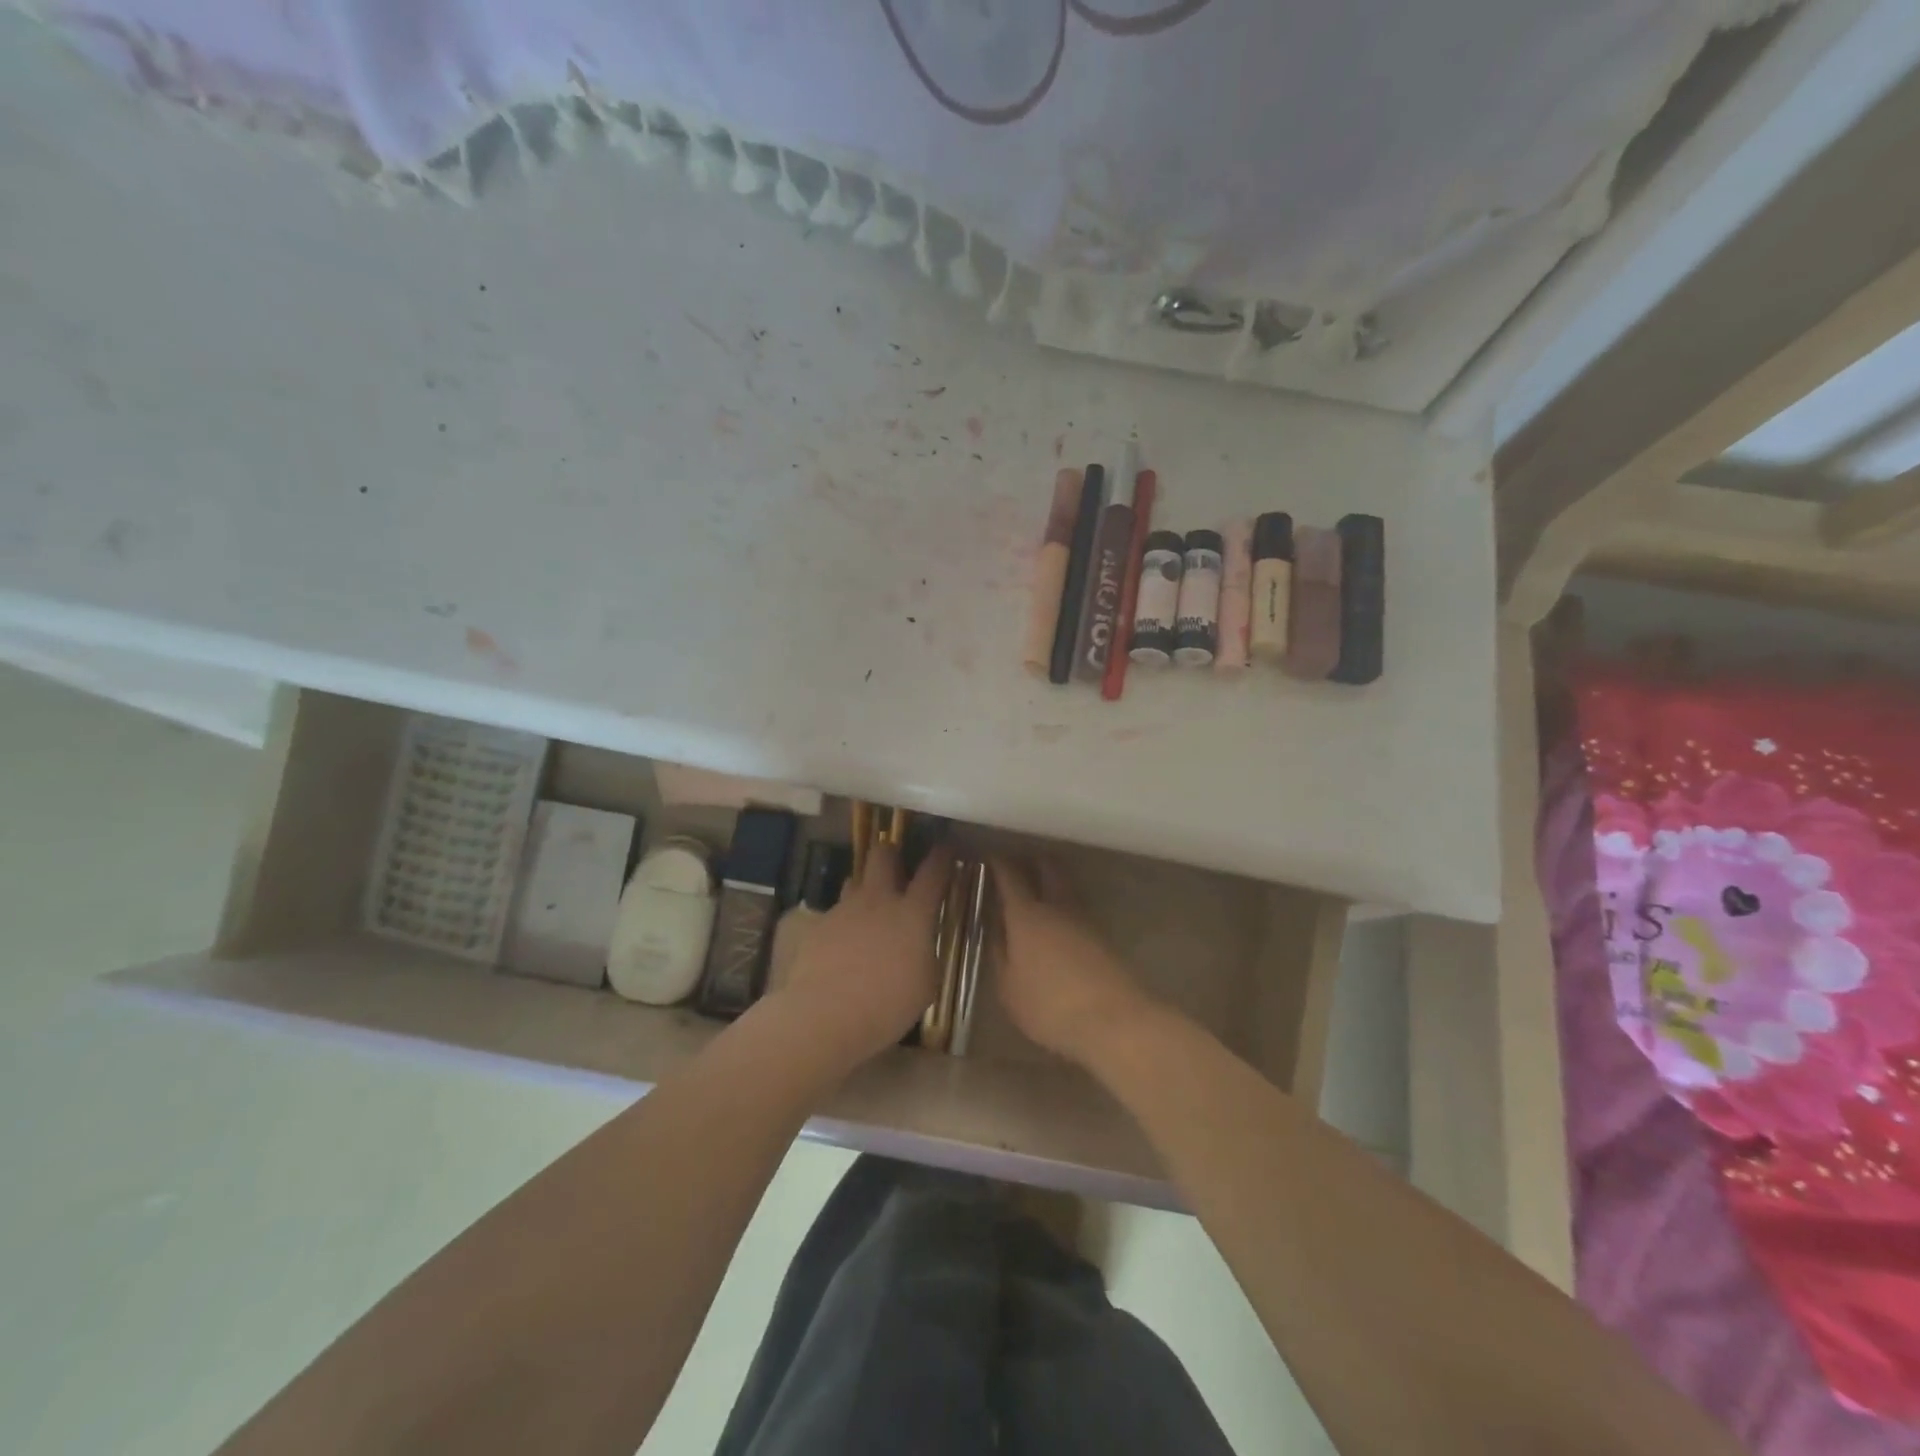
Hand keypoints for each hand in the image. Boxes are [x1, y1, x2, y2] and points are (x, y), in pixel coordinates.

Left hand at [777, 840, 952, 1069]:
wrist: (824, 1014)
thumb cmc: (887, 1004)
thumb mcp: (925, 983)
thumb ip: (925, 953)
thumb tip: (920, 943)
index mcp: (912, 913)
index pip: (933, 872)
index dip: (942, 856)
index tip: (946, 848)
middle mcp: (878, 900)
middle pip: (883, 855)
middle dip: (892, 853)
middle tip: (898, 868)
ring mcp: (844, 910)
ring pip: (855, 879)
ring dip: (865, 887)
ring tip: (869, 908)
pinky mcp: (818, 926)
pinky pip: (835, 912)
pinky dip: (844, 922)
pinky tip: (843, 945)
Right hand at [990, 857, 1156, 1064]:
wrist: (1112, 1020)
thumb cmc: (1048, 1006)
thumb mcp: (1009, 988)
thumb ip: (1000, 954)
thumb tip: (997, 929)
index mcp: (1026, 916)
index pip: (1010, 877)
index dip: (999, 864)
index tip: (991, 857)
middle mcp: (1056, 908)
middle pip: (1047, 869)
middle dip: (1033, 861)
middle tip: (1020, 862)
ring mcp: (1084, 920)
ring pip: (1066, 887)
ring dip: (1052, 881)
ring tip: (1038, 890)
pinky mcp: (1102, 937)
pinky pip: (1078, 909)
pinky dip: (1065, 906)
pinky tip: (1058, 922)